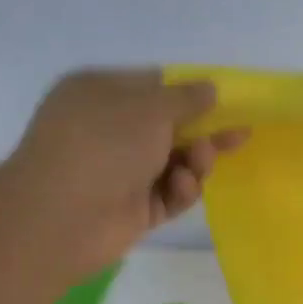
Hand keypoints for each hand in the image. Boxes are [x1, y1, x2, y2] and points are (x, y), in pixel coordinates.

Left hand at [3, 70, 245, 280]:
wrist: (61, 218)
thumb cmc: (103, 145)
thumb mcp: (149, 108)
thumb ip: (186, 98)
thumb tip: (210, 88)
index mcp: (100, 94)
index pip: (153, 86)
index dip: (190, 93)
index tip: (226, 100)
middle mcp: (108, 130)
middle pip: (169, 127)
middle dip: (204, 131)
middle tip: (241, 135)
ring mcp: (119, 171)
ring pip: (174, 163)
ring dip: (194, 162)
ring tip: (198, 163)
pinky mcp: (132, 208)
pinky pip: (168, 194)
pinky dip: (180, 190)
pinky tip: (180, 187)